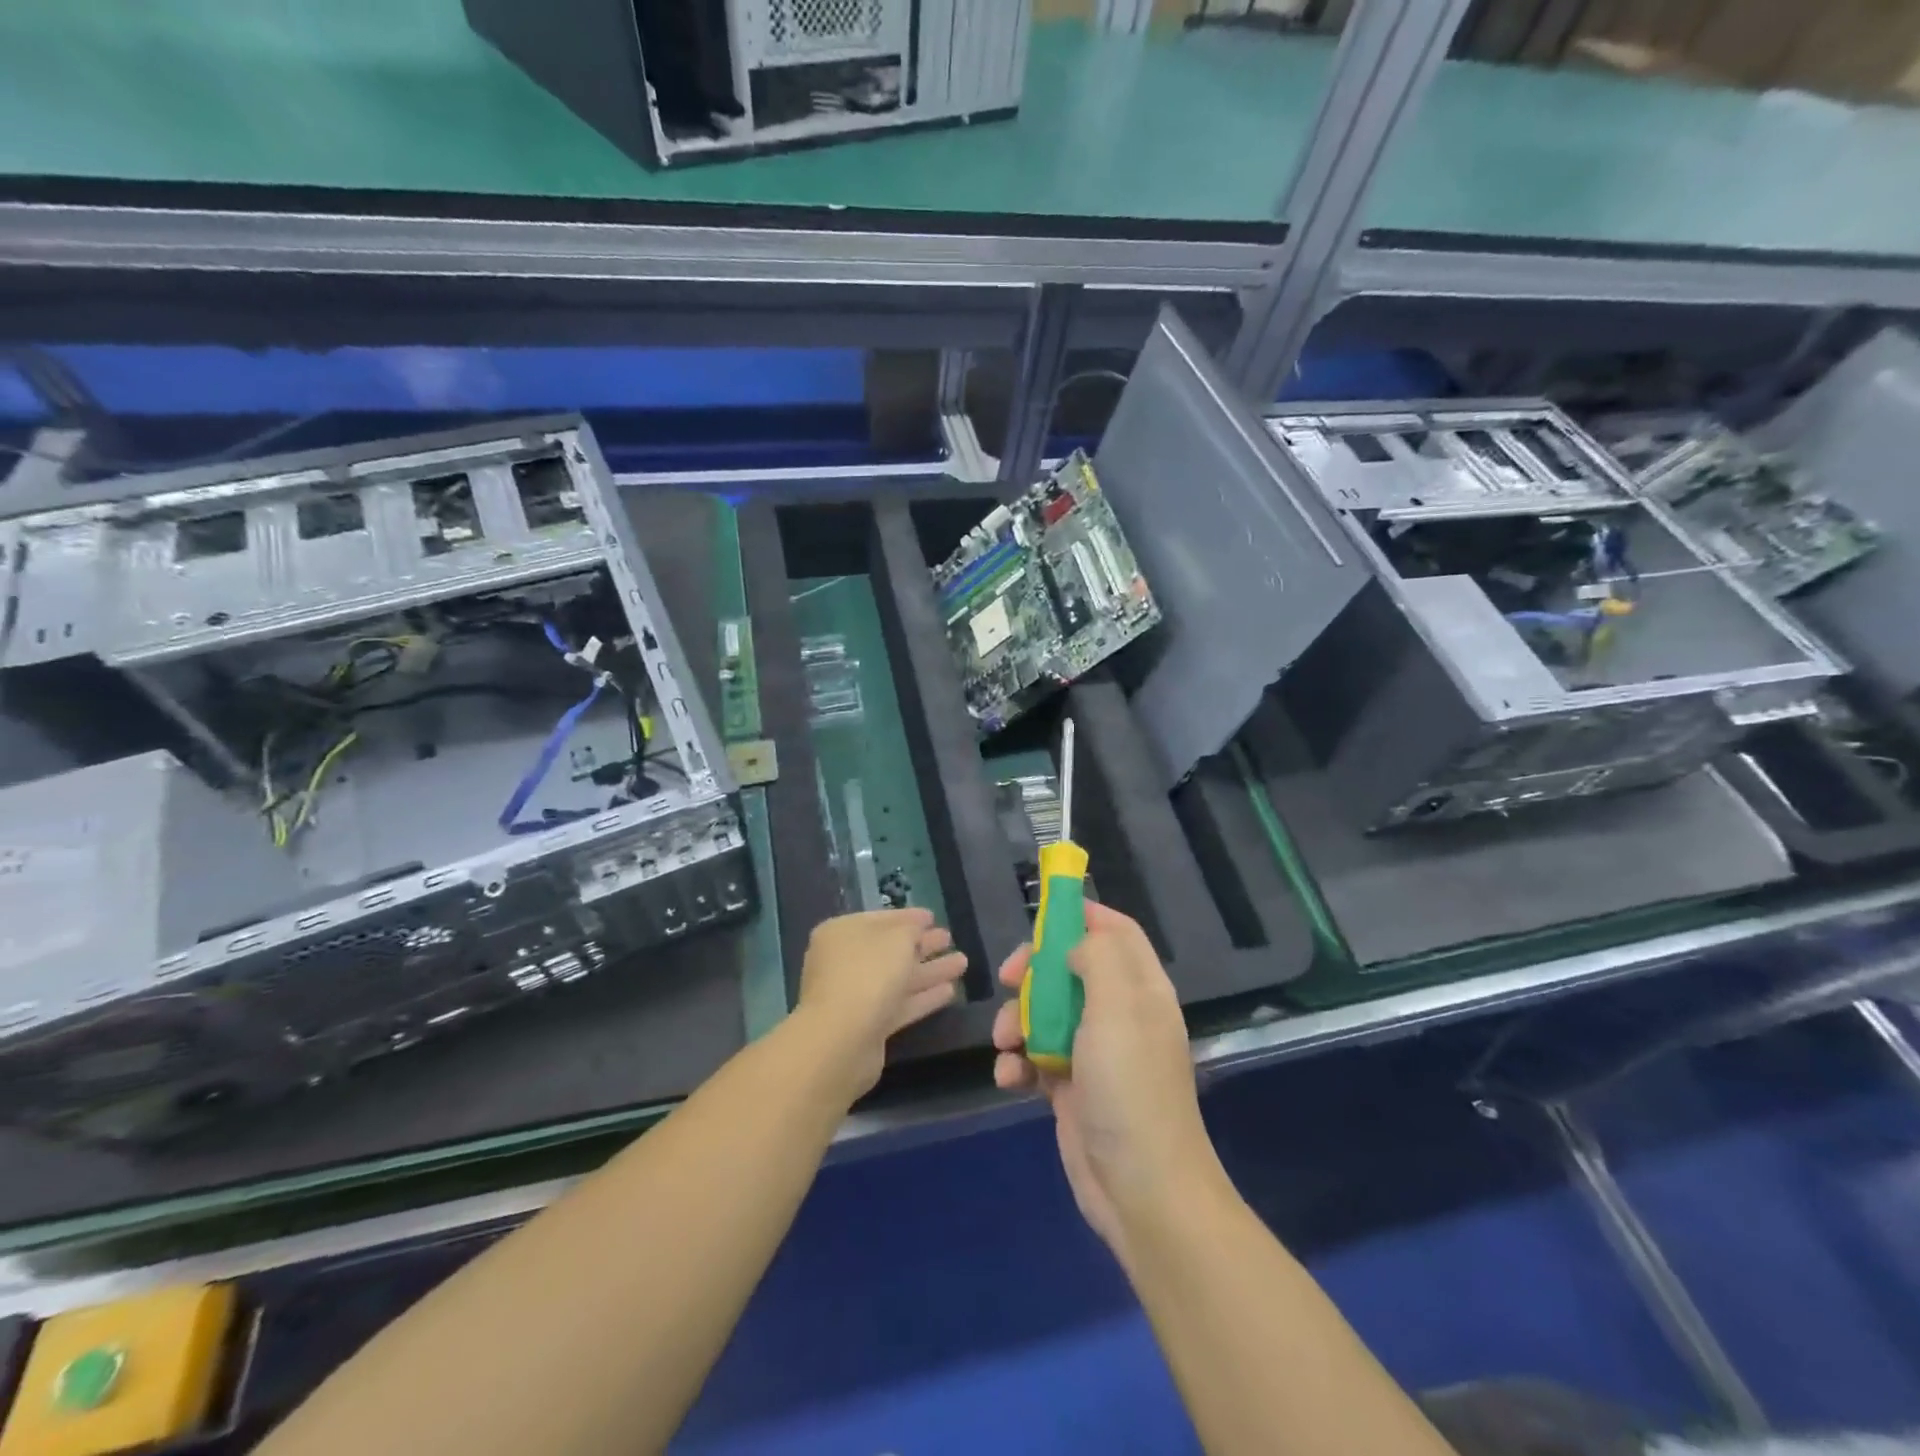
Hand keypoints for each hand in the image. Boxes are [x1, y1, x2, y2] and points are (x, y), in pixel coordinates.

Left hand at [793, 908, 967, 1097]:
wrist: (842, 1040)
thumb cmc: (868, 973)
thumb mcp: (897, 938)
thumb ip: (911, 929)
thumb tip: (915, 929)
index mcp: (842, 933)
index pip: (880, 920)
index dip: (908, 917)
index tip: (933, 916)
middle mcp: (845, 962)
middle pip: (890, 950)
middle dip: (922, 944)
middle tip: (949, 938)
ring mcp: (856, 995)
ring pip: (898, 978)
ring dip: (929, 970)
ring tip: (963, 962)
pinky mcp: (868, 1025)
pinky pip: (900, 1004)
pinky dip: (923, 996)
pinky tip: (950, 991)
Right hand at [992, 902, 1221, 1260]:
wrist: (1139, 1189)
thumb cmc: (1129, 1086)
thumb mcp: (1117, 1007)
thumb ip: (1097, 958)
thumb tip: (1076, 943)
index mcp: (1141, 989)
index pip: (1117, 932)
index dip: (1084, 915)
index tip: (1045, 911)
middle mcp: (1120, 1014)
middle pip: (1071, 968)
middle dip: (1035, 970)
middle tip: (1009, 977)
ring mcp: (1094, 1053)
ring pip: (1046, 1013)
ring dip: (1017, 1021)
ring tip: (1005, 1044)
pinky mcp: (1071, 1087)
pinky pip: (1035, 1059)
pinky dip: (1017, 1064)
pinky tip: (1008, 1079)